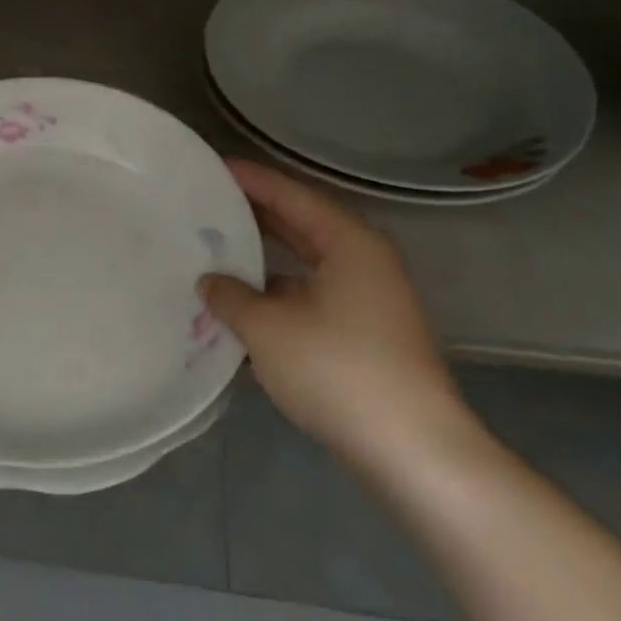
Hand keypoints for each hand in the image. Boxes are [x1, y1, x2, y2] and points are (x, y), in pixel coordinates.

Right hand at [200, 160, 473, 472]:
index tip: (212, 167)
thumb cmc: (337, 370)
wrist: (413, 452)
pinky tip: (242, 308)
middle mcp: (363, 262)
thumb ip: (231, 295)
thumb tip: (211, 281)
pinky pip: (311, 298)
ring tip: (215, 252)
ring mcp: (369, 301)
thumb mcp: (267, 327)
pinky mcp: (366, 336)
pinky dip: (277, 297)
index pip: (291, 195)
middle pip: (301, 225)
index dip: (250, 180)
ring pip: (305, 266)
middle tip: (207, 203)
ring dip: (263, 261)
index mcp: (348, 242)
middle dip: (254, 216)